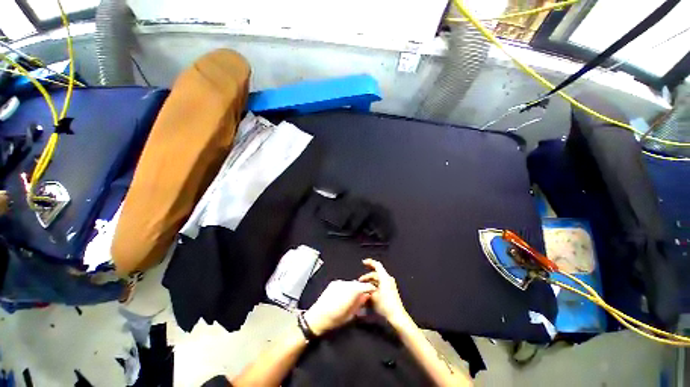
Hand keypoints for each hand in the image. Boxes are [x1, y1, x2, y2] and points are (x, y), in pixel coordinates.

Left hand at [304, 280, 374, 335]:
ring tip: (352, 298)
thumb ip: (360, 303)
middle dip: (361, 289)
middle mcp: (346, 284)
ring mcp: (339, 282)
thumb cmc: (335, 319)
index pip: (365, 286)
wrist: (317, 317)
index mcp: (351, 292)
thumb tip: (367, 296)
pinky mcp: (333, 283)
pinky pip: (344, 283)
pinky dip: (346, 288)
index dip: (371, 288)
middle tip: (363, 297)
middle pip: (358, 284)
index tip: (373, 293)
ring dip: (354, 288)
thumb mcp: (350, 315)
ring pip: (351, 283)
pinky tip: (344, 295)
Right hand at [359, 259, 410, 327]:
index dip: (369, 262)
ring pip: (378, 280)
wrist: (397, 316)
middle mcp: (388, 279)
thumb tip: (363, 286)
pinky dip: (374, 286)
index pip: (377, 265)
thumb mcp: (373, 296)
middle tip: (359, 282)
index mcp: (385, 277)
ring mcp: (390, 285)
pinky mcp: (390, 291)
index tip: (363, 262)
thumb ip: (367, 288)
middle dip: (367, 276)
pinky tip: (369, 293)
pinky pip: (381, 285)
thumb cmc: (385, 304)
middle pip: (376, 273)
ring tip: (363, 288)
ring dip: (370, 282)